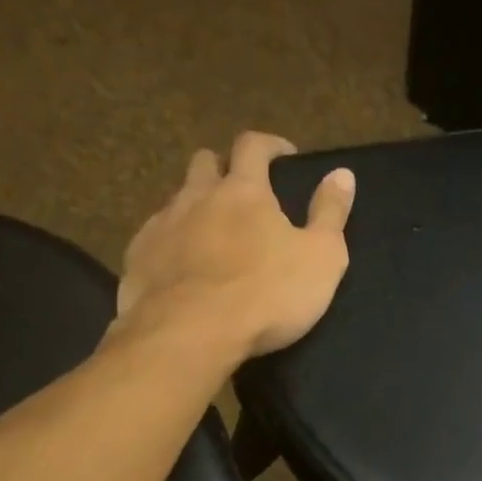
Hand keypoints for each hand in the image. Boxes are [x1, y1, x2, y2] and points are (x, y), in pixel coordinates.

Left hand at [113, 131, 354, 361]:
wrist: (191, 335)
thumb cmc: (267, 295)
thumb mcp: (321, 258)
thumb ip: (331, 213)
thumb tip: (343, 172)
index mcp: (244, 191)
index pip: (253, 146)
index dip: (270, 145)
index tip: (284, 156)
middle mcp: (197, 196)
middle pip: (205, 162)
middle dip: (224, 168)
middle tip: (243, 192)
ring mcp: (162, 225)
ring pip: (178, 200)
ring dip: (197, 206)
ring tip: (215, 235)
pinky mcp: (138, 257)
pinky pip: (156, 237)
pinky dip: (174, 242)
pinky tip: (185, 268)